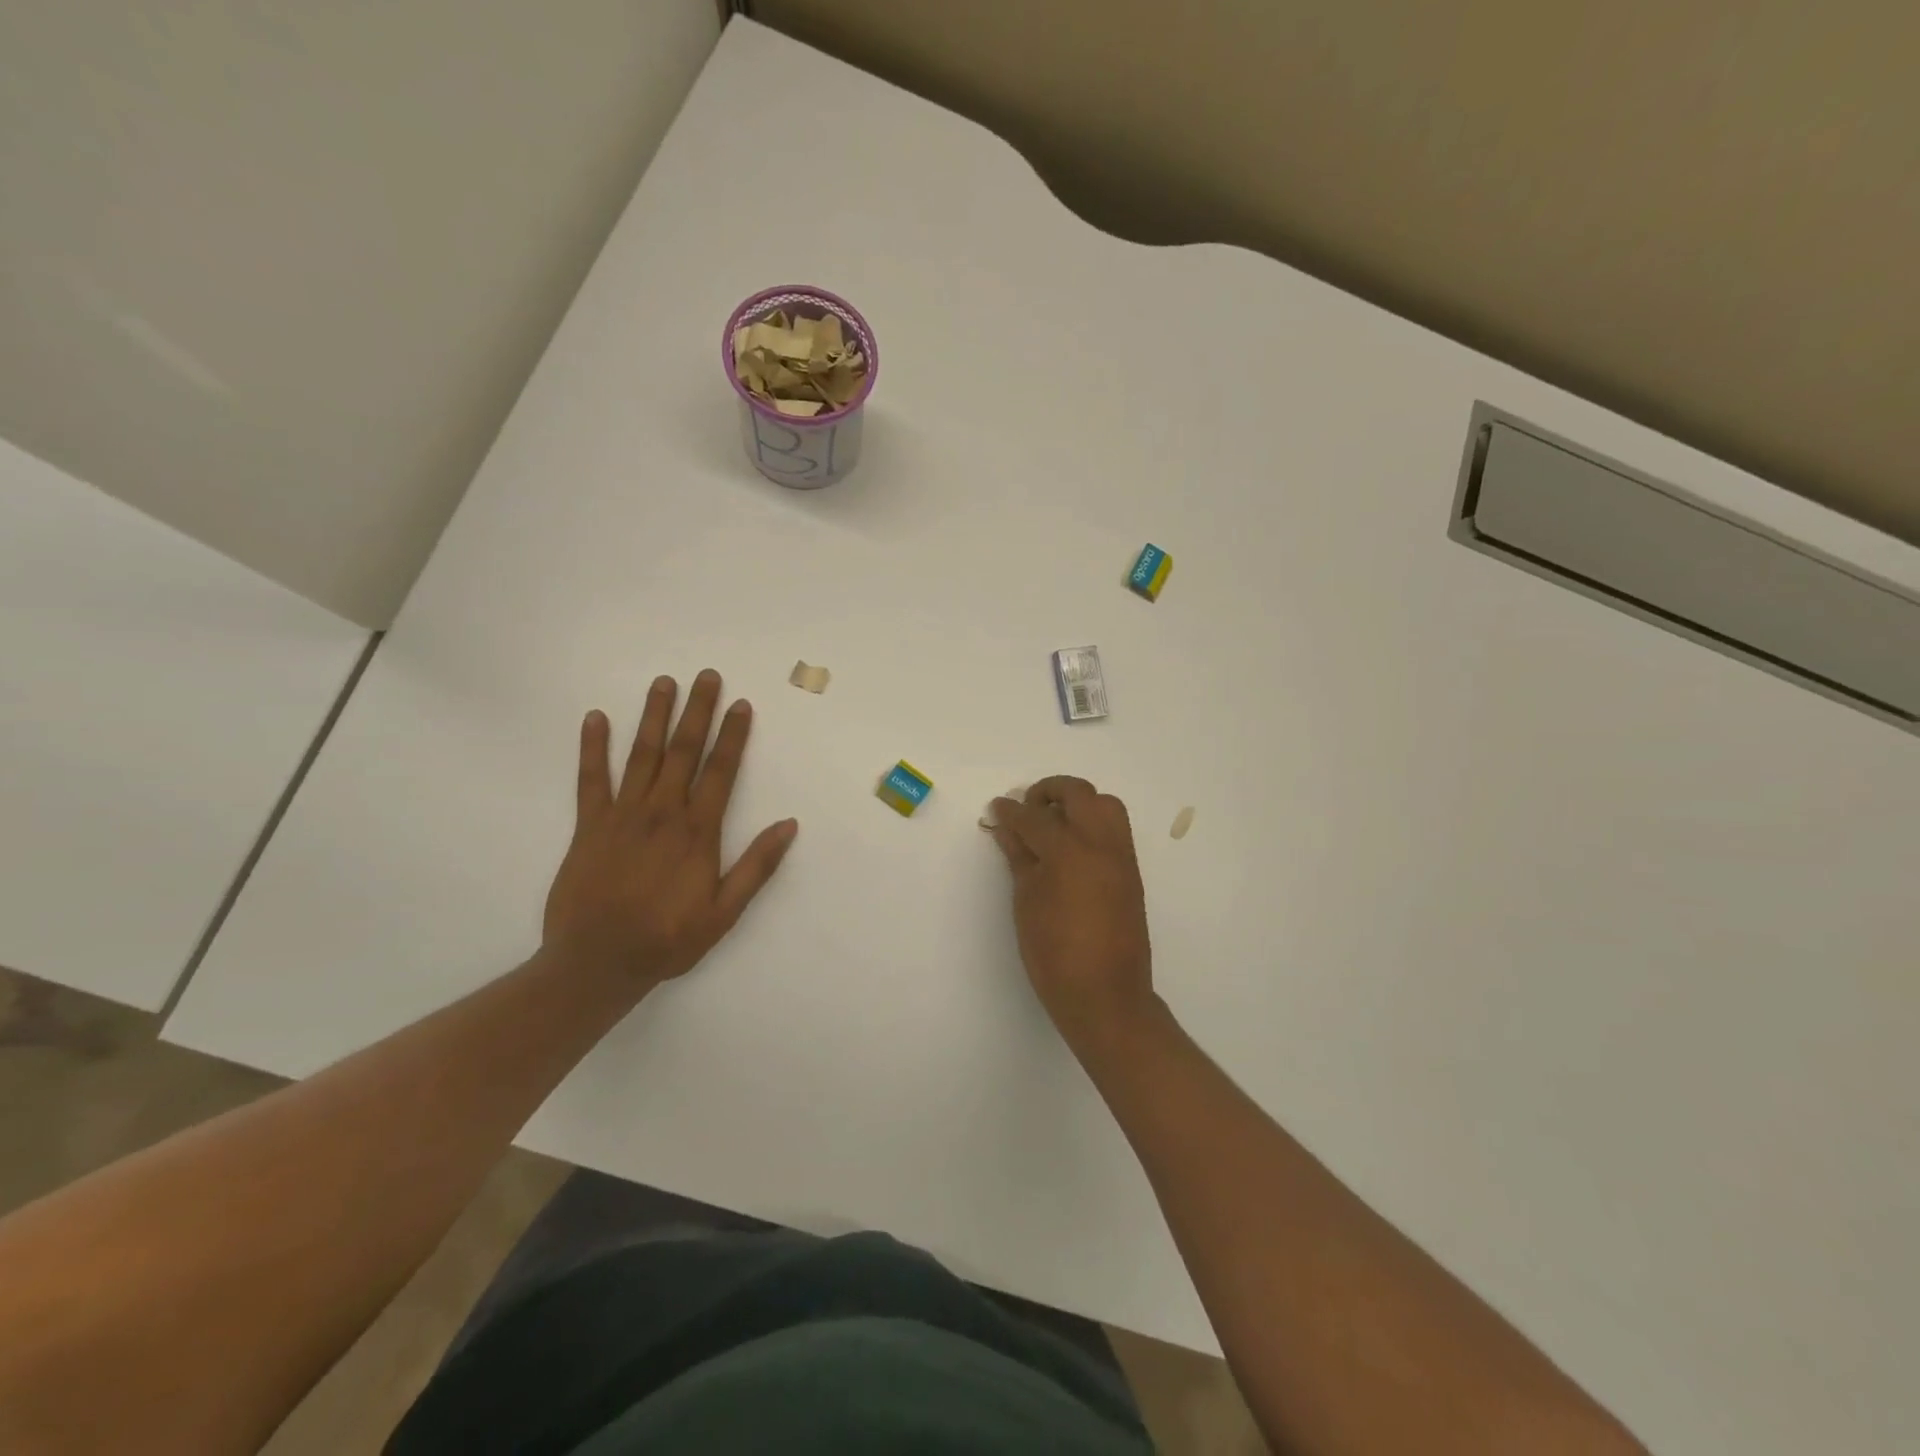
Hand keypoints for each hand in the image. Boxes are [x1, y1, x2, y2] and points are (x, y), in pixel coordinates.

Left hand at [543, 670, 797, 989]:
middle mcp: (662, 812)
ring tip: (663, 682)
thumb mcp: (725, 912)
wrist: (597, 962)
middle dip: (697, 711)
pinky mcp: (588, 825)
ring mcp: (622, 815)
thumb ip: (756, 866)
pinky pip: (590, 779)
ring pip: (642, 755)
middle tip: (706, 676)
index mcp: (697, 831)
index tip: (740, 704)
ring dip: (653, 716)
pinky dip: (592, 747)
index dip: (733, 735)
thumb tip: (788, 825)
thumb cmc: (668, 938)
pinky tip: (595, 718)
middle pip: (683, 751)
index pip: (721, 771)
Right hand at [989, 776, 1156, 1051]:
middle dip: (1049, 791)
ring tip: (1054, 822)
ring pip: (1105, 804)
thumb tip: (1007, 829)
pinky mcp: (1131, 871)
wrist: (1105, 995)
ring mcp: (1121, 856)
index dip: (1010, 811)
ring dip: (1078, 802)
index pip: (1034, 818)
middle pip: (1078, 793)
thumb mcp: (1027, 903)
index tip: (997, 808)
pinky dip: (1093, 823)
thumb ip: (1020, 858)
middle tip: (1028, 806)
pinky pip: (1115, 829)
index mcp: (1069, 852)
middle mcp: (1101, 844)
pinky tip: (1071, 846)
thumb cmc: (1054, 954)